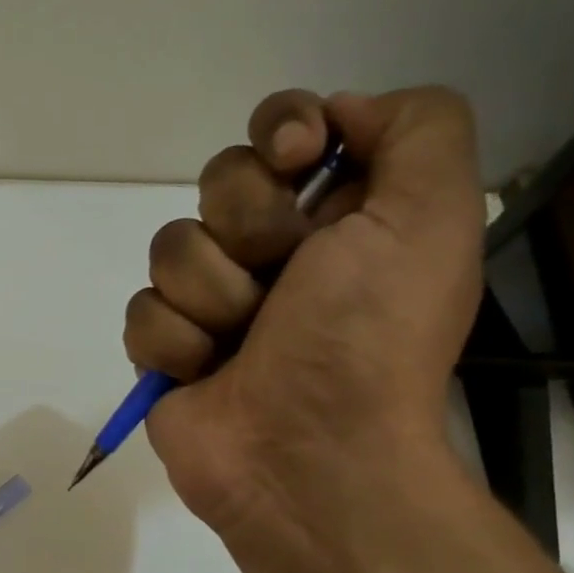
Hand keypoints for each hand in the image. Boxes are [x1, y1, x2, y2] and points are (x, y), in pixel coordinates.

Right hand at [125, 87, 483, 553]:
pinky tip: (206, 375)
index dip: (280, 130)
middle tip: (283, 279)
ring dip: (214, 296)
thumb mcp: (431, 217)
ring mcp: (212, 301)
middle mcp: (273, 250)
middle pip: (218, 181)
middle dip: (248, 228)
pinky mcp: (166, 348)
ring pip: (171, 247)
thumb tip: (334, 117)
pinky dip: (176, 345)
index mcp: (338, 214)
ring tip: (243, 343)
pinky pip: (142, 311)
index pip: (283, 128)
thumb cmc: (369, 338)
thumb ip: (417, 129)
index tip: (296, 160)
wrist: (309, 454)